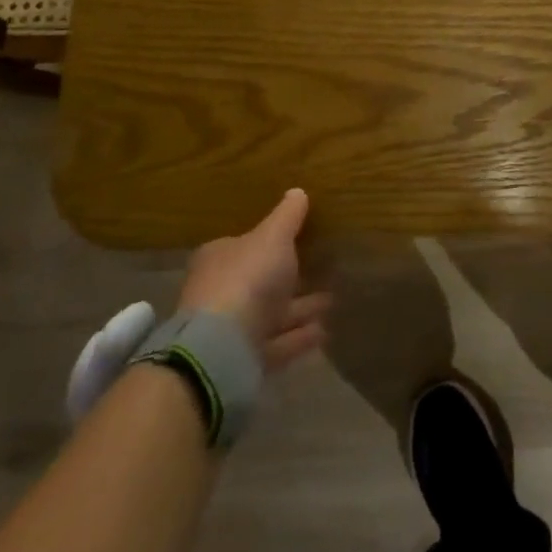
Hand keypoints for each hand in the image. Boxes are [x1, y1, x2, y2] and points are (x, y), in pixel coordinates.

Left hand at [177, 189, 330, 371]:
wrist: (223, 348)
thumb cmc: (246, 278)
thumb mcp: (273, 236)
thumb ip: (287, 216)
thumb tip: (297, 192)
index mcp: (219, 258)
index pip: (244, 245)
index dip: (270, 242)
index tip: (299, 239)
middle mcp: (220, 292)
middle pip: (259, 281)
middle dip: (289, 278)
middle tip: (321, 269)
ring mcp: (231, 330)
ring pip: (271, 314)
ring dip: (299, 309)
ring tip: (331, 301)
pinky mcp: (244, 360)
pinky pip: (278, 343)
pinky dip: (299, 336)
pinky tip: (325, 331)